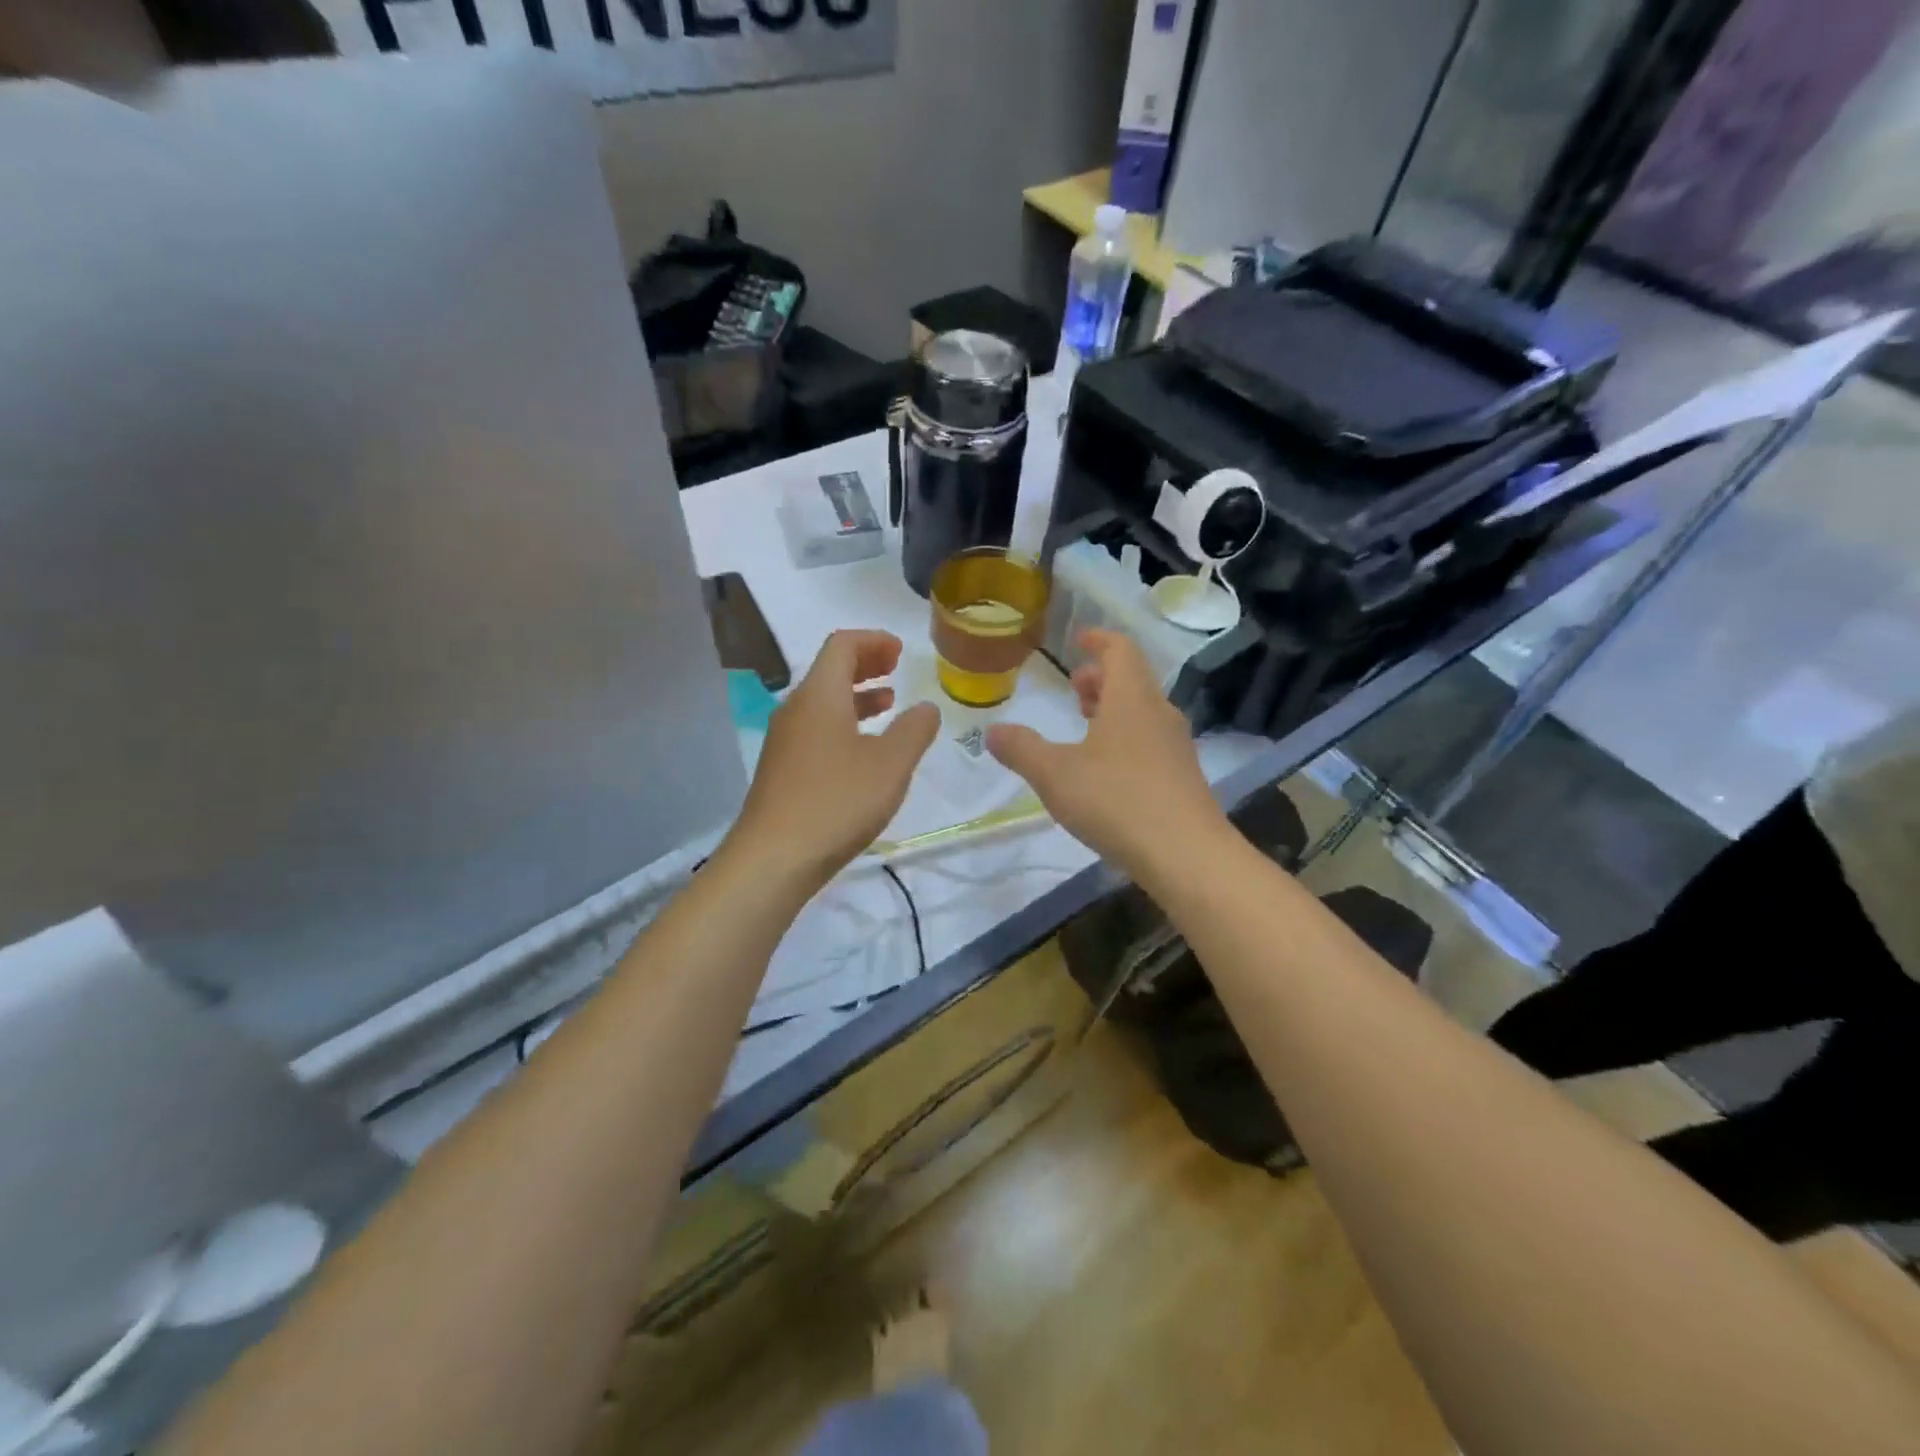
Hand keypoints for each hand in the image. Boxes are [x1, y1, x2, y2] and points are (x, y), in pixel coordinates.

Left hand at [725, 629, 939, 888]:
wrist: (774, 858)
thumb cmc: (837, 801)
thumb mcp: (890, 765)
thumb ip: (914, 730)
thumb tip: (926, 708)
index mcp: (820, 695)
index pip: (842, 645)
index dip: (873, 641)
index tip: (900, 652)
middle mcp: (796, 709)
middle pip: (829, 670)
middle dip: (865, 664)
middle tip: (895, 669)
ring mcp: (784, 741)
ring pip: (823, 702)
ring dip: (856, 696)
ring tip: (887, 705)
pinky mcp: (782, 769)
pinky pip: (816, 729)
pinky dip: (844, 723)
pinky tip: (863, 751)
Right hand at [985, 629, 1225, 878]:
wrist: (1186, 855)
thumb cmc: (1117, 801)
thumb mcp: (1056, 774)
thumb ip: (1021, 749)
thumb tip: (993, 731)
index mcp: (1131, 698)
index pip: (1120, 649)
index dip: (1098, 639)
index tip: (1078, 640)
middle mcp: (1159, 713)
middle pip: (1133, 679)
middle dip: (1101, 678)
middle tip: (1073, 689)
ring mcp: (1176, 746)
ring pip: (1143, 711)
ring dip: (1113, 709)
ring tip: (1086, 725)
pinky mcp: (1182, 776)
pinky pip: (1151, 740)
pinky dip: (1126, 737)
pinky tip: (1106, 770)